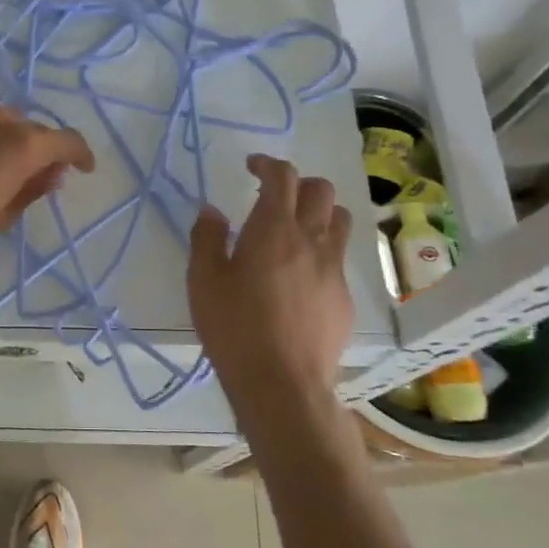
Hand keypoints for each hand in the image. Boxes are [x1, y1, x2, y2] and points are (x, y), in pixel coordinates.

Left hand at [0, 105, 95, 288]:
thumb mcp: (3, 216)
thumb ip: (32, 189)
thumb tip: (52, 175)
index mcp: (21, 146)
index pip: (65, 140)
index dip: (80, 154)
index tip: (83, 170)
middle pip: (32, 129)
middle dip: (41, 150)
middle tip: (37, 178)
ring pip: (1, 121)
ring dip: (9, 140)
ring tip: (0, 169)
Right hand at [188, 153, 353, 409]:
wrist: (283, 383)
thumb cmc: (235, 328)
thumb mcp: (203, 281)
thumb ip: (207, 238)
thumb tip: (212, 211)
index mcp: (273, 229)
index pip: (282, 177)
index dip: (268, 164)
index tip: (252, 167)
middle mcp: (311, 240)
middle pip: (321, 190)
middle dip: (298, 184)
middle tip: (274, 197)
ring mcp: (333, 269)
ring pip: (340, 220)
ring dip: (320, 212)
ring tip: (296, 229)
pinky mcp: (345, 297)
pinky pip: (338, 258)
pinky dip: (321, 252)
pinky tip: (301, 278)